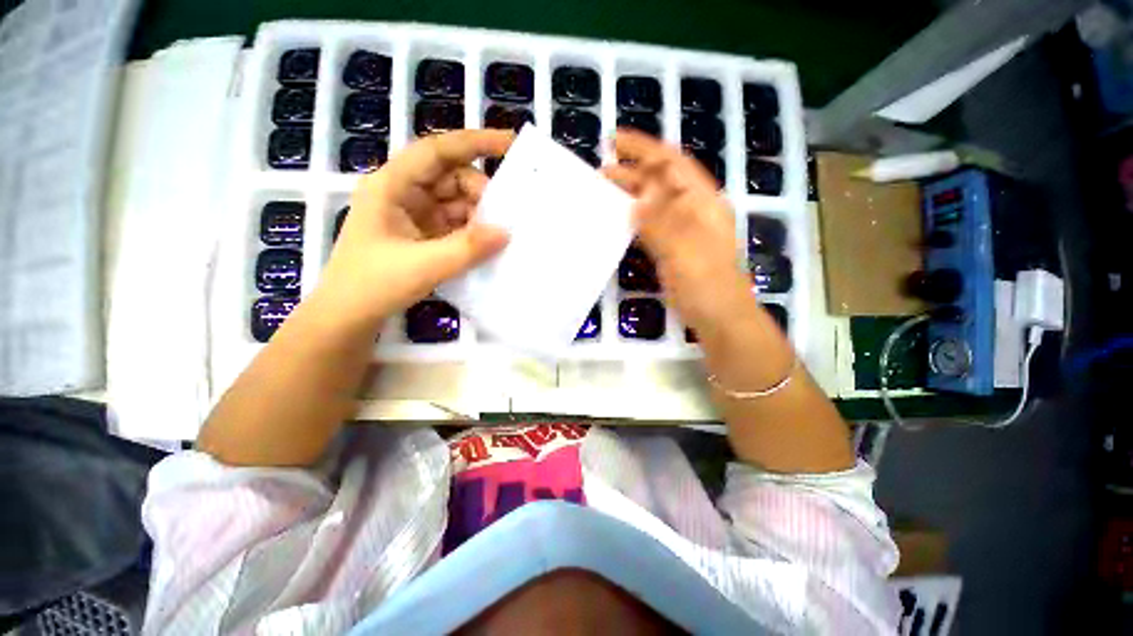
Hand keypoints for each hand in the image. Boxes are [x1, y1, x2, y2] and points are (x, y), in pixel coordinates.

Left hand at [314, 130, 513, 329]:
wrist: (349, 318)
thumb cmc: (373, 285)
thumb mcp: (423, 266)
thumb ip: (467, 248)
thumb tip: (506, 231)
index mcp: (392, 186)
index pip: (437, 151)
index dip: (474, 142)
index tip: (510, 143)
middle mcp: (403, 193)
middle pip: (451, 177)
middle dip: (481, 192)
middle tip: (505, 216)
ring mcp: (414, 215)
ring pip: (456, 202)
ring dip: (479, 215)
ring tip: (500, 234)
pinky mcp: (423, 236)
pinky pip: (455, 225)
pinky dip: (473, 232)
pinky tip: (489, 245)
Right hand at [603, 130, 752, 329]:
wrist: (719, 317)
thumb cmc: (706, 282)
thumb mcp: (684, 249)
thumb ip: (660, 222)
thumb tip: (636, 197)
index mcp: (702, 201)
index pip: (672, 163)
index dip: (644, 148)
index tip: (615, 140)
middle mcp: (692, 209)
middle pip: (660, 181)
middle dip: (632, 171)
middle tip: (600, 170)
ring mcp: (682, 230)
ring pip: (653, 203)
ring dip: (630, 194)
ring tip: (603, 191)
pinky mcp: (672, 248)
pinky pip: (650, 226)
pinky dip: (633, 218)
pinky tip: (618, 219)